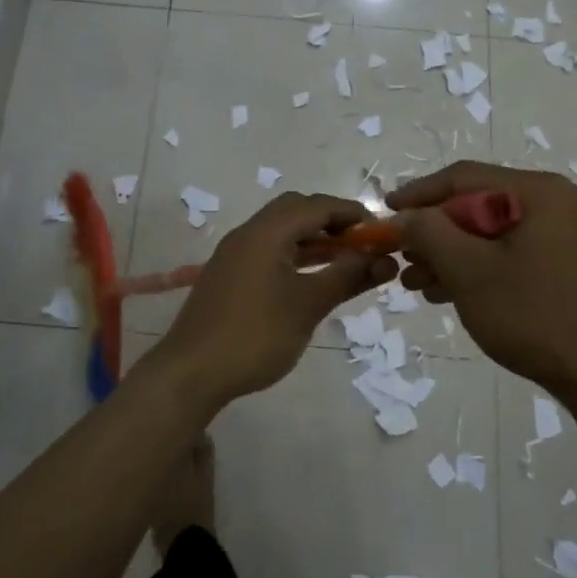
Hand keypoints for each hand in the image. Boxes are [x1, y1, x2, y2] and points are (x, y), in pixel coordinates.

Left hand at [147, 193, 395, 407]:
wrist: (191, 373)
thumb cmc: (255, 335)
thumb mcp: (308, 305)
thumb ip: (348, 277)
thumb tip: (385, 260)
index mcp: (266, 232)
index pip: (317, 205)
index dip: (352, 213)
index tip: (381, 232)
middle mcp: (248, 234)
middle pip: (296, 210)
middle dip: (332, 222)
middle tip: (361, 245)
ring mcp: (234, 255)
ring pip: (281, 232)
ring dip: (314, 240)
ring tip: (345, 263)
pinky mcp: (228, 276)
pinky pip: (268, 251)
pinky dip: (295, 256)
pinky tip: (310, 280)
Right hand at [387, 161, 576, 396]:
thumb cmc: (533, 314)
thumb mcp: (469, 270)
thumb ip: (429, 232)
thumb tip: (404, 216)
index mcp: (539, 192)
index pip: (464, 177)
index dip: (419, 194)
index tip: (384, 214)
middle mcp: (556, 202)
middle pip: (477, 204)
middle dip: (433, 232)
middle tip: (400, 257)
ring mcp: (564, 234)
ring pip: (490, 232)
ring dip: (449, 254)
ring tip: (414, 282)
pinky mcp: (564, 263)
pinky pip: (509, 251)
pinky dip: (476, 267)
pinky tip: (445, 291)